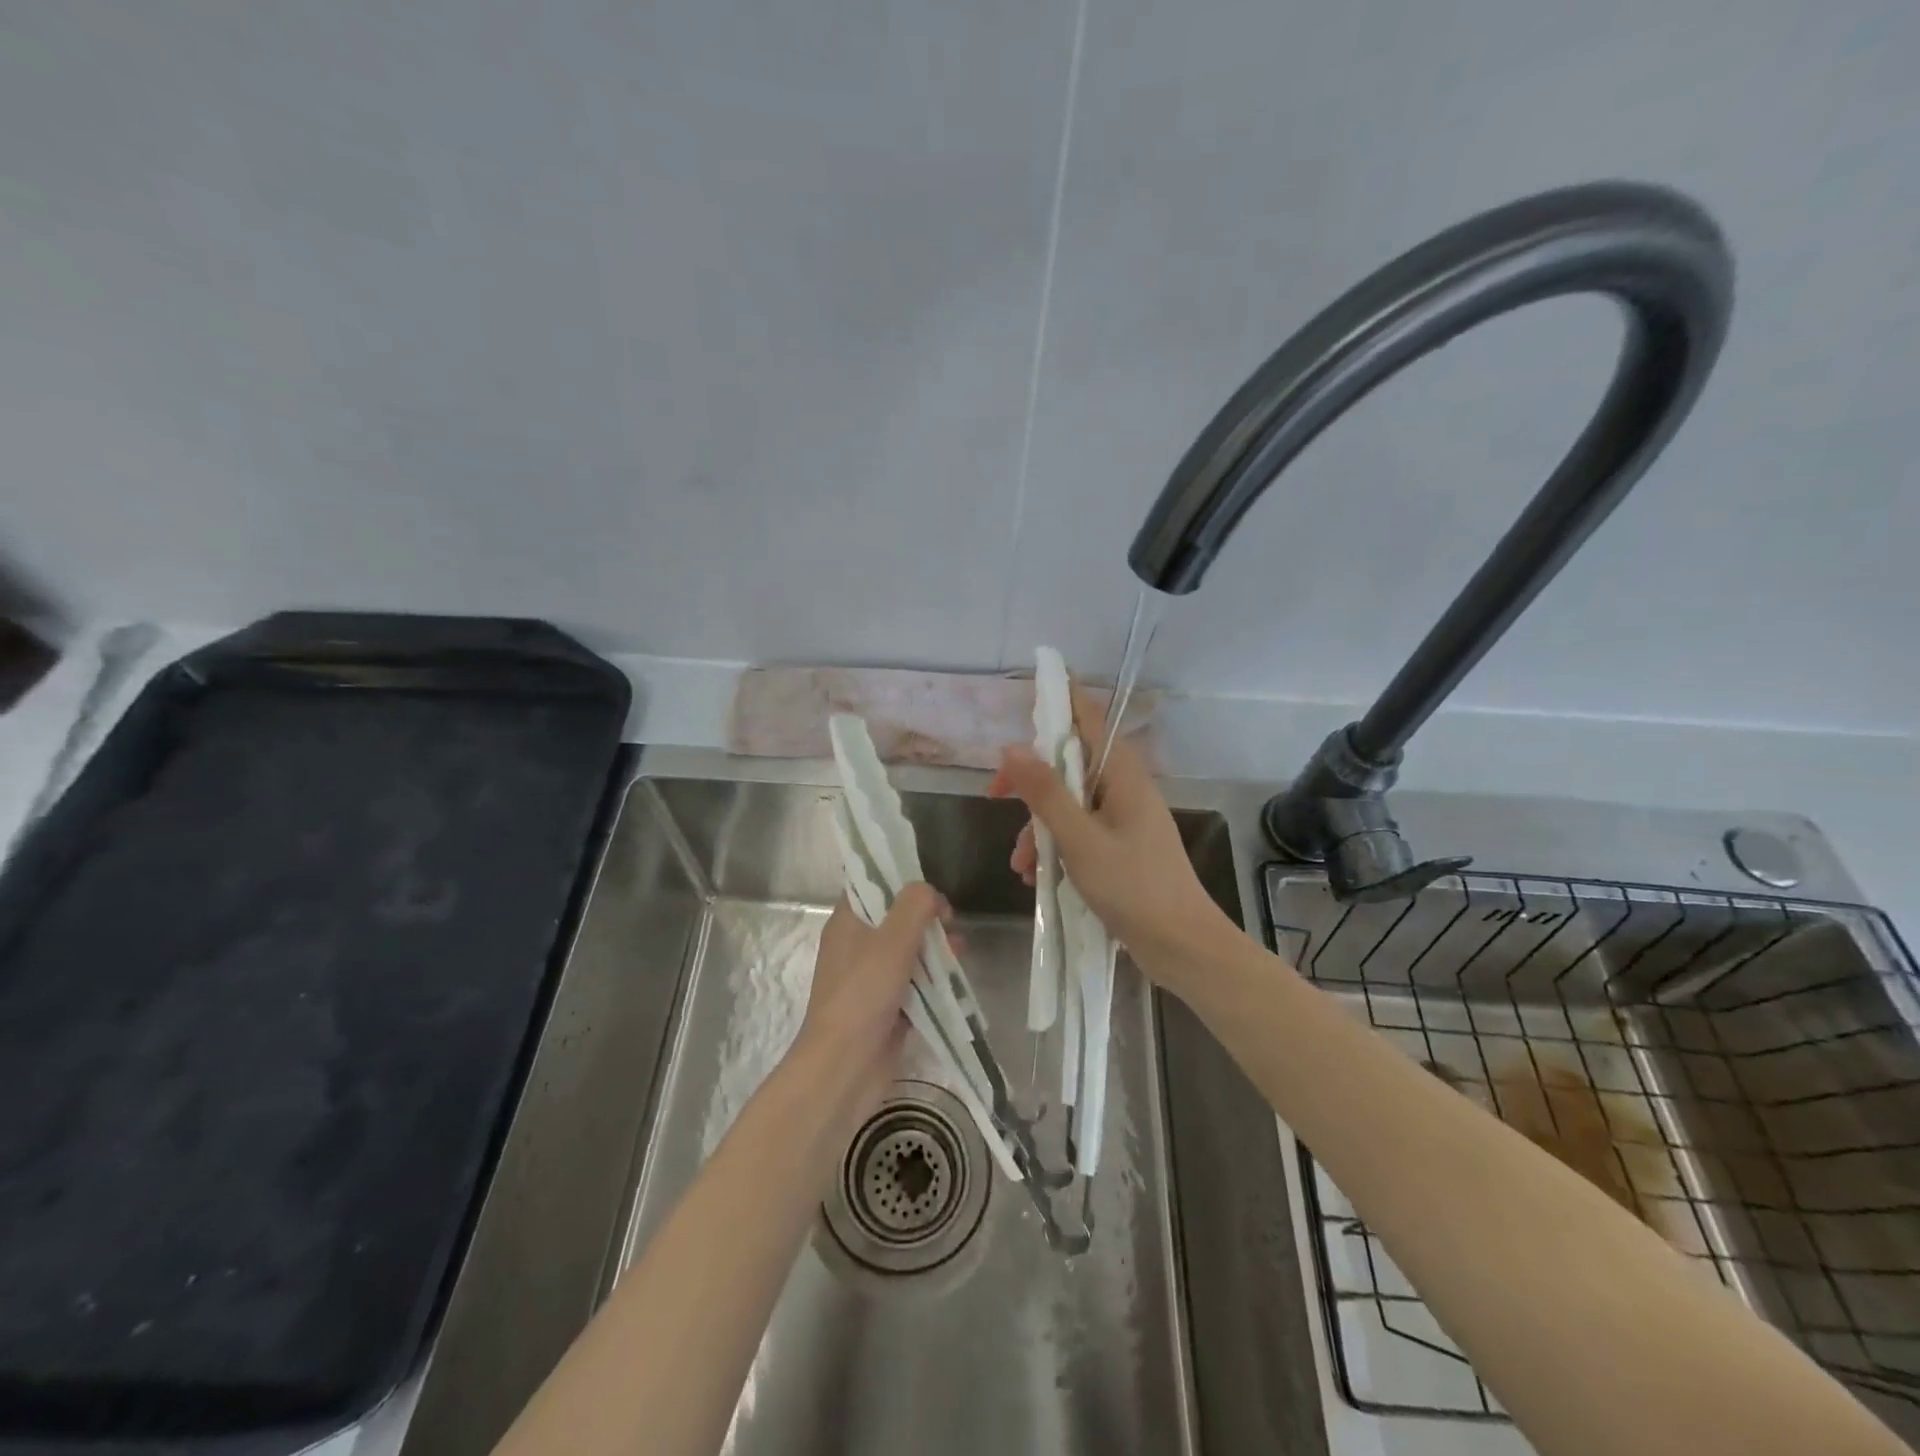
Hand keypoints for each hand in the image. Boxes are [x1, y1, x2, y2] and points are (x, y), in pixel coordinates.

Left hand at [793, 884, 948, 1117]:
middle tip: (951, 925)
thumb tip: (930, 893)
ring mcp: (870, 978)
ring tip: (960, 954)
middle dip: (927, 918)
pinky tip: (954, 981)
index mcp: (848, 921)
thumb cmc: (863, 994)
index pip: (872, 885)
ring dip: (934, 949)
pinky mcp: (885, 1006)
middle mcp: (856, 945)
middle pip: (896, 918)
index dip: (902, 881)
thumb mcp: (892, 940)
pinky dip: (932, 979)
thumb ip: (915, 906)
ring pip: (908, 951)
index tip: (930, 890)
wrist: (844, 1067)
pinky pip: (913, 983)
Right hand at [988, 691, 1234, 981]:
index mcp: (1122, 774)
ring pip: (1068, 803)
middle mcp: (1123, 788)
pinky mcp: (1120, 847)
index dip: (1060, 697)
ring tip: (1022, 866)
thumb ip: (1045, 793)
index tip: (1030, 682)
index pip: (1089, 717)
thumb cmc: (1133, 887)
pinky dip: (1055, 848)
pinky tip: (1037, 878)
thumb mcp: (1079, 839)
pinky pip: (1078, 832)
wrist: (1182, 947)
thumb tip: (1010, 747)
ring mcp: (1122, 819)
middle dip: (1031, 784)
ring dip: (1039, 828)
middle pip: (1069, 763)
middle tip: (995, 797)